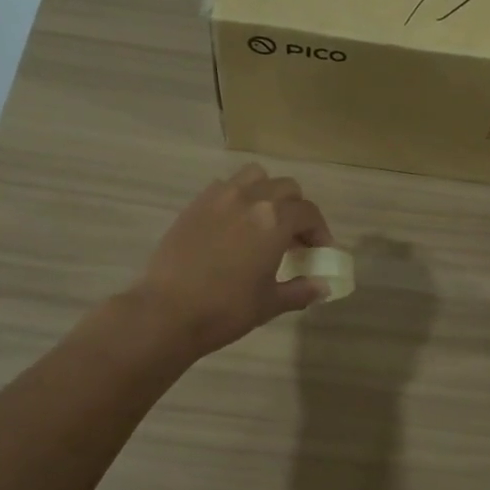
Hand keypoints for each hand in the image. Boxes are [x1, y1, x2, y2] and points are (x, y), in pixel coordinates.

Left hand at [134, 163, 334, 356]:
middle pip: (286, 188)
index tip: (320, 251)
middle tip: (294, 239)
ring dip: (268, 193)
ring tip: (264, 221)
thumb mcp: (270, 303)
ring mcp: (219, 197)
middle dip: (297, 210)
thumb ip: (301, 290)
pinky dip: (239, 197)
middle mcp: (250, 198)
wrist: (167, 312)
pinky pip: (225, 187)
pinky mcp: (195, 204)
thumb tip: (323, 286)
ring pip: (255, 177)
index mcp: (275, 220)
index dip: (320, 231)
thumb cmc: (226, 310)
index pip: (309, 213)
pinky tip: (234, 225)